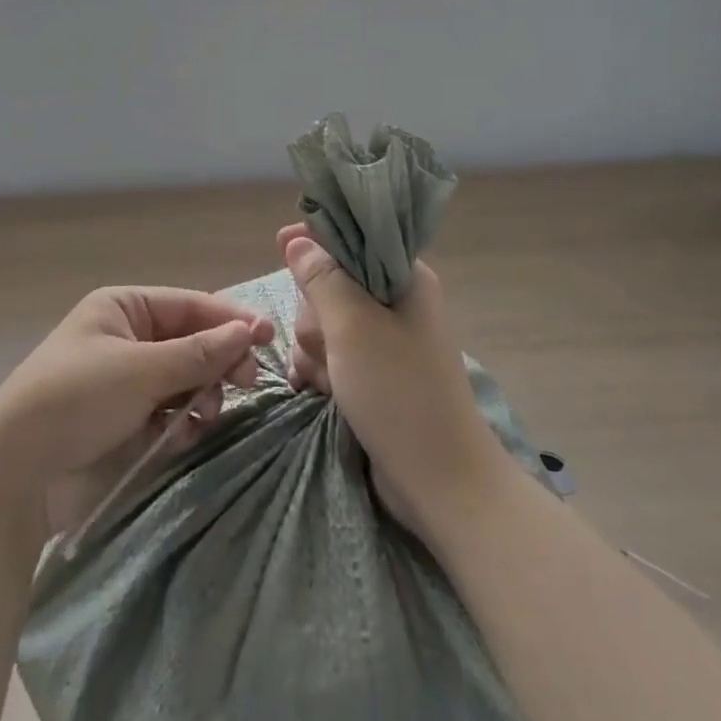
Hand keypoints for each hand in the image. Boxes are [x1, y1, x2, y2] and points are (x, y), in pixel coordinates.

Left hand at [0, 286, 274, 534]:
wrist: (15, 473)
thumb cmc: (77, 399)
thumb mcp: (141, 370)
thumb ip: (199, 353)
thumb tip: (249, 330)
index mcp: (123, 308)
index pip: (190, 305)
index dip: (230, 320)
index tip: (268, 337)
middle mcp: (126, 337)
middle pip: (190, 341)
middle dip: (218, 361)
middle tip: (247, 382)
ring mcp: (125, 380)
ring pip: (184, 379)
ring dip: (201, 395)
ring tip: (205, 415)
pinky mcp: (124, 420)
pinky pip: (168, 411)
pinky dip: (180, 422)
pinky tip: (181, 436)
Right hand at [279, 224, 517, 546]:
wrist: (439, 482)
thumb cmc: (399, 392)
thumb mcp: (353, 326)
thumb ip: (321, 278)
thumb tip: (297, 239)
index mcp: (405, 278)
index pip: (353, 239)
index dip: (316, 241)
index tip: (282, 245)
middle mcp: (396, 302)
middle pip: (330, 282)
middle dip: (315, 314)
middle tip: (325, 344)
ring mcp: (384, 340)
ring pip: (324, 322)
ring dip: (314, 348)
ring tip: (325, 379)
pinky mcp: (373, 373)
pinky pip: (331, 354)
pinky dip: (319, 369)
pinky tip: (315, 390)